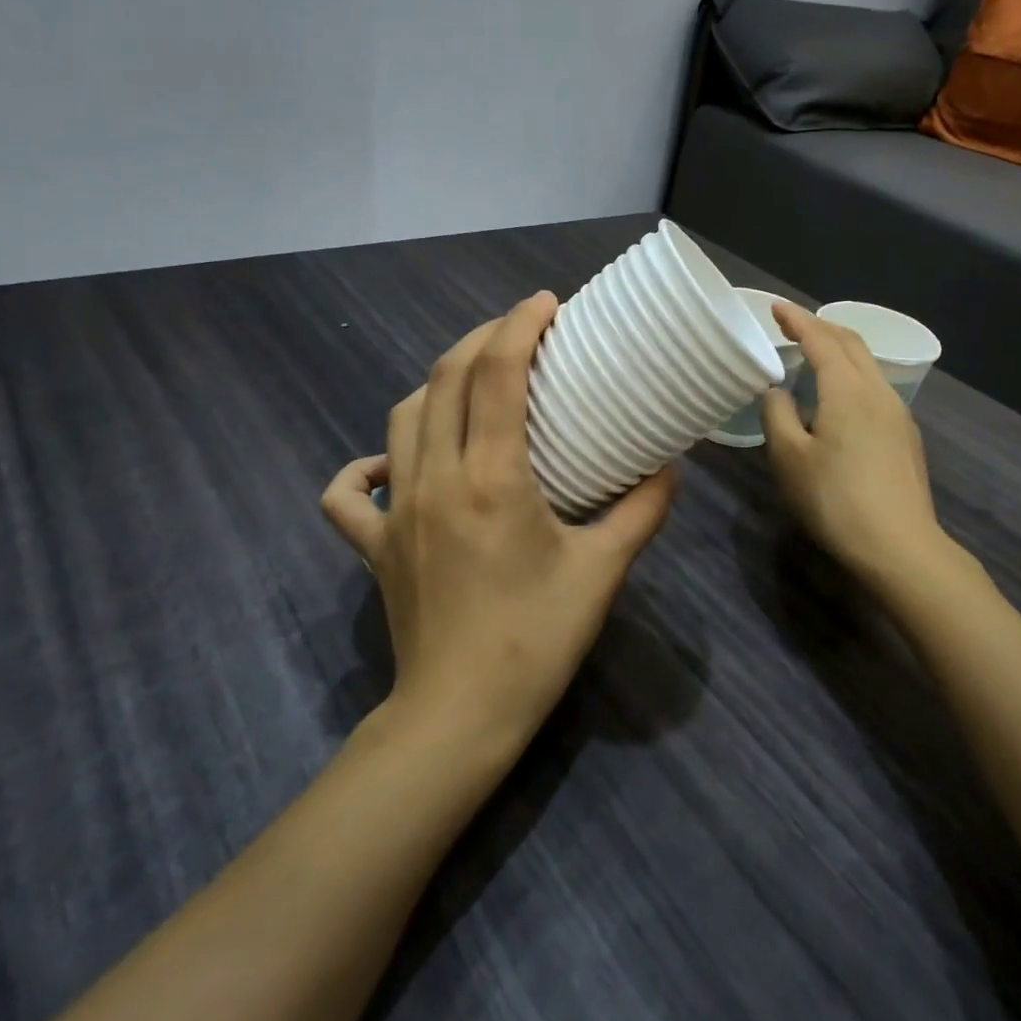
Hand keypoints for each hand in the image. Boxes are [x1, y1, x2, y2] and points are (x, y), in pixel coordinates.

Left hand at [321, 292, 676, 748]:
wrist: (459, 716)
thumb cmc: (536, 641)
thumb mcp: (602, 572)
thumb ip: (642, 512)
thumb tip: (670, 468)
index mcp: (491, 479)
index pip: (496, 375)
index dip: (519, 326)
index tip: (545, 304)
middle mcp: (434, 479)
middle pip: (444, 379)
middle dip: (482, 340)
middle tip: (520, 333)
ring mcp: (395, 511)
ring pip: (402, 418)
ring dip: (438, 384)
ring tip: (475, 382)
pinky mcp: (374, 545)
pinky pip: (350, 493)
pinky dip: (368, 465)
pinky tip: (395, 463)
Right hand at [761, 303, 945, 583]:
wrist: (899, 546)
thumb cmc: (835, 499)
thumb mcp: (789, 458)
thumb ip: (777, 415)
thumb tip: (777, 390)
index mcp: (847, 389)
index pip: (820, 339)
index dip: (797, 320)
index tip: (775, 307)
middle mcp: (877, 391)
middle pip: (851, 344)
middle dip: (821, 327)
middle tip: (793, 326)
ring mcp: (897, 413)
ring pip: (867, 365)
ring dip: (839, 351)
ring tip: (814, 357)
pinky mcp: (905, 436)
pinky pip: (875, 388)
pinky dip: (852, 375)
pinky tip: (839, 398)